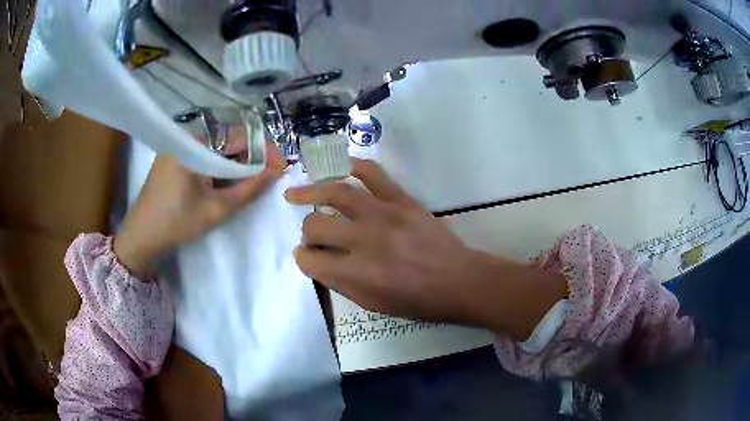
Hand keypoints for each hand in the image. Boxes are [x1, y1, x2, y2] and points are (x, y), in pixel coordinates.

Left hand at [114, 140, 284, 277]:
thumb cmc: (177, 224)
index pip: (238, 138)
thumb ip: (249, 188)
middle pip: (228, 138)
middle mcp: (186, 137)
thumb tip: (277, 171)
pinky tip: (227, 178)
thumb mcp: (216, 209)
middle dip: (251, 154)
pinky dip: (219, 162)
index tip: (282, 164)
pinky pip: (204, 151)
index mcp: (193, 145)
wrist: (141, 236)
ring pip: (217, 145)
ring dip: (236, 159)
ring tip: (251, 178)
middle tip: (269, 173)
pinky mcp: (174, 154)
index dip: (264, 150)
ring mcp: (178, 144)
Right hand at [285, 159, 567, 339]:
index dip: (303, 259)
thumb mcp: (374, 304)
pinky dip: (353, 166)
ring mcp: (384, 214)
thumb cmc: (418, 301)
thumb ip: (342, 283)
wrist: (459, 281)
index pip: (311, 259)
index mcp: (357, 273)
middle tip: (313, 234)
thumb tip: (320, 263)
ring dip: (311, 191)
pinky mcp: (402, 199)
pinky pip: (373, 173)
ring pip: (336, 192)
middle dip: (307, 231)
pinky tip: (340, 167)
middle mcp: (364, 240)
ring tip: (295, 192)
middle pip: (316, 224)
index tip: (307, 257)